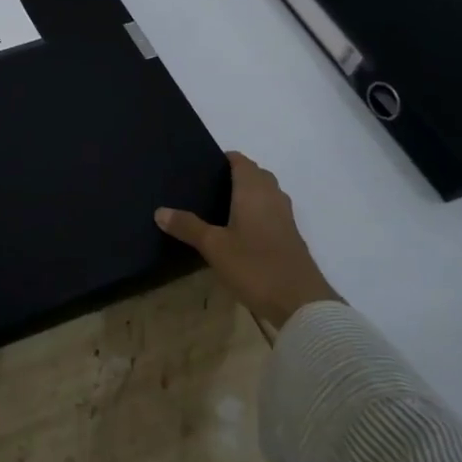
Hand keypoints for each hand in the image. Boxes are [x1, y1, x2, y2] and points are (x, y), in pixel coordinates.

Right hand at [156, 151, 340, 329]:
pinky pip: (272, 212)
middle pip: (256, 175)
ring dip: (249, 193)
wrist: (302, 303)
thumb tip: (159, 210)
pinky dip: (257, 212)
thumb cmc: (255, 266)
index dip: (224, 158)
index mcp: (253, 191)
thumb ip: (187, 226)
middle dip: (236, 175)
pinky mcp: (291, 238)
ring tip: (221, 206)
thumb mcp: (214, 247)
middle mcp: (272, 197)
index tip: (203, 165)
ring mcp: (286, 218)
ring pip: (267, 193)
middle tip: (208, 186)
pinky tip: (240, 230)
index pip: (241, 161)